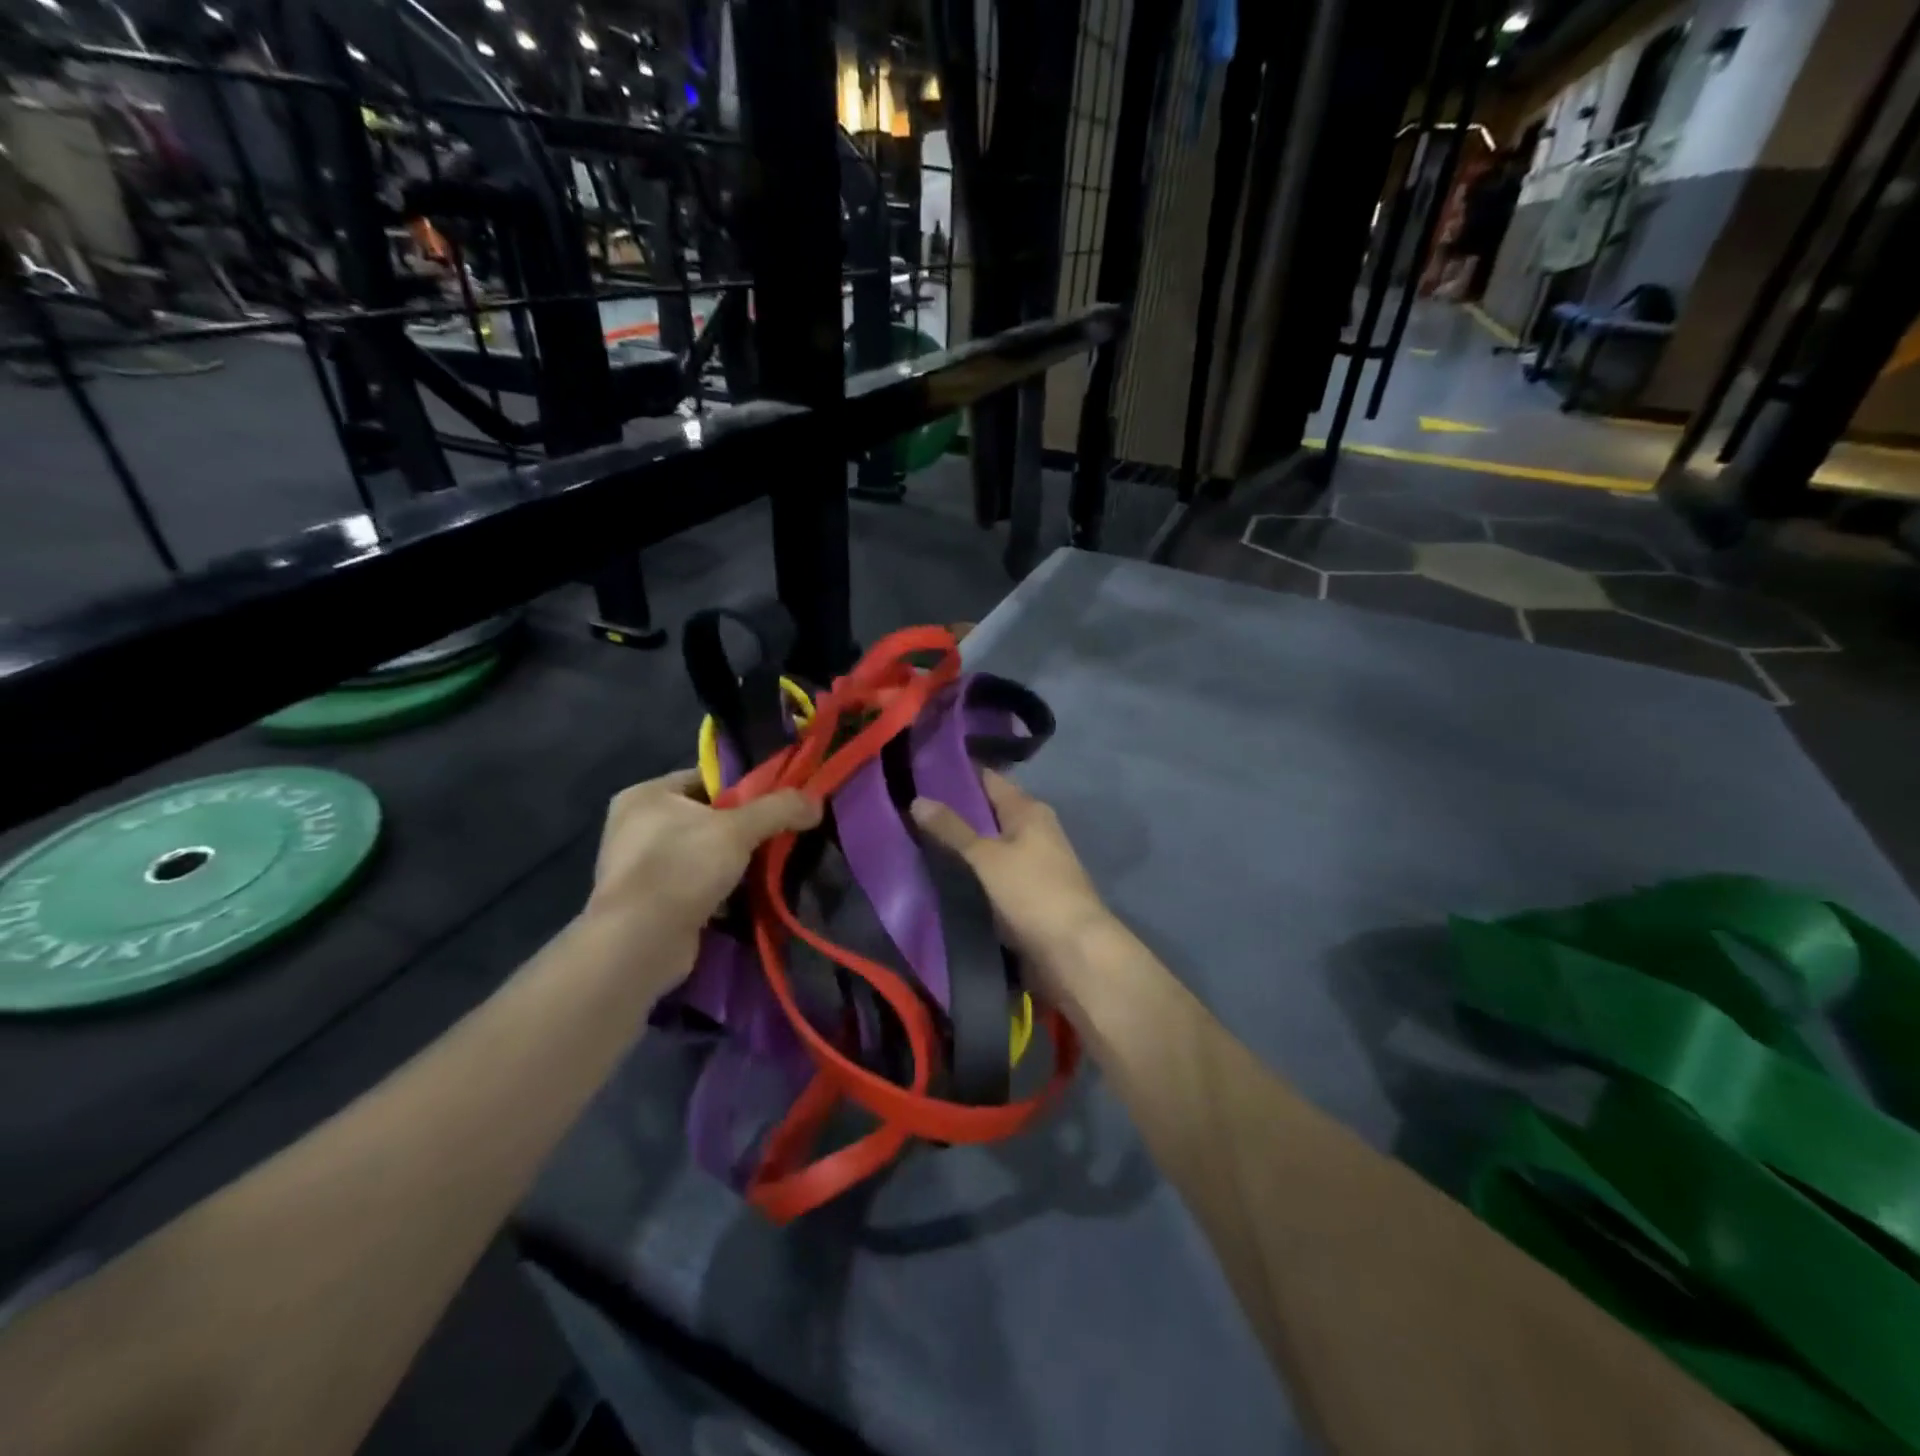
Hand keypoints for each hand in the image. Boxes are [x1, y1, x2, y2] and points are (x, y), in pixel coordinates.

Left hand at [585, 769, 819, 972]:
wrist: (640, 943)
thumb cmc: (682, 867)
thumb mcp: (738, 829)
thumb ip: (779, 809)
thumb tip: (816, 801)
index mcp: (647, 795)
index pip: (707, 779)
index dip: (746, 786)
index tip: (780, 800)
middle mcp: (636, 826)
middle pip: (707, 816)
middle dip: (744, 828)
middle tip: (781, 834)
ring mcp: (641, 867)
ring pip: (704, 853)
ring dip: (734, 861)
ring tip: (771, 864)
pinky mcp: (651, 902)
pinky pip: (696, 884)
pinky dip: (721, 889)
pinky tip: (749, 894)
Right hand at [910, 772, 1117, 1011]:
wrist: (1074, 952)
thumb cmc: (1032, 892)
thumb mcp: (987, 857)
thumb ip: (952, 829)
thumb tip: (917, 799)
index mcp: (1029, 810)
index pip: (988, 780)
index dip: (956, 774)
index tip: (919, 772)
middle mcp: (1034, 829)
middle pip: (988, 812)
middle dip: (953, 811)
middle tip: (907, 809)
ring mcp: (1033, 863)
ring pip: (989, 844)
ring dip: (961, 844)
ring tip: (915, 839)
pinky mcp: (1028, 894)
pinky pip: (992, 873)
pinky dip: (971, 871)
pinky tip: (943, 875)